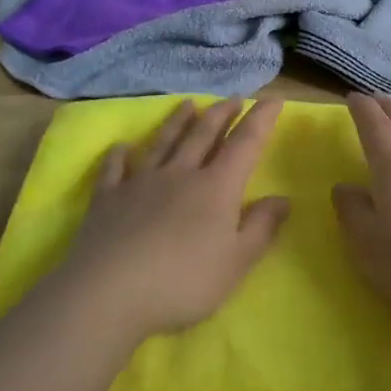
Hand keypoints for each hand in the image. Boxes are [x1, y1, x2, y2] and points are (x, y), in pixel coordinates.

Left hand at [65, 98, 289, 338]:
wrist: (109, 293)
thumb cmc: (183, 282)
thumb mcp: (236, 263)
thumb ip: (261, 228)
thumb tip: (283, 198)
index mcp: (216, 188)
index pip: (245, 144)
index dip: (260, 120)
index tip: (272, 99)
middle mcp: (180, 174)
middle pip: (203, 135)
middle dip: (221, 114)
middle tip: (232, 98)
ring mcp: (141, 182)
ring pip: (163, 143)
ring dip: (177, 121)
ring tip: (188, 104)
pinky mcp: (108, 198)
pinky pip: (115, 169)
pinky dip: (119, 155)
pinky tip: (121, 147)